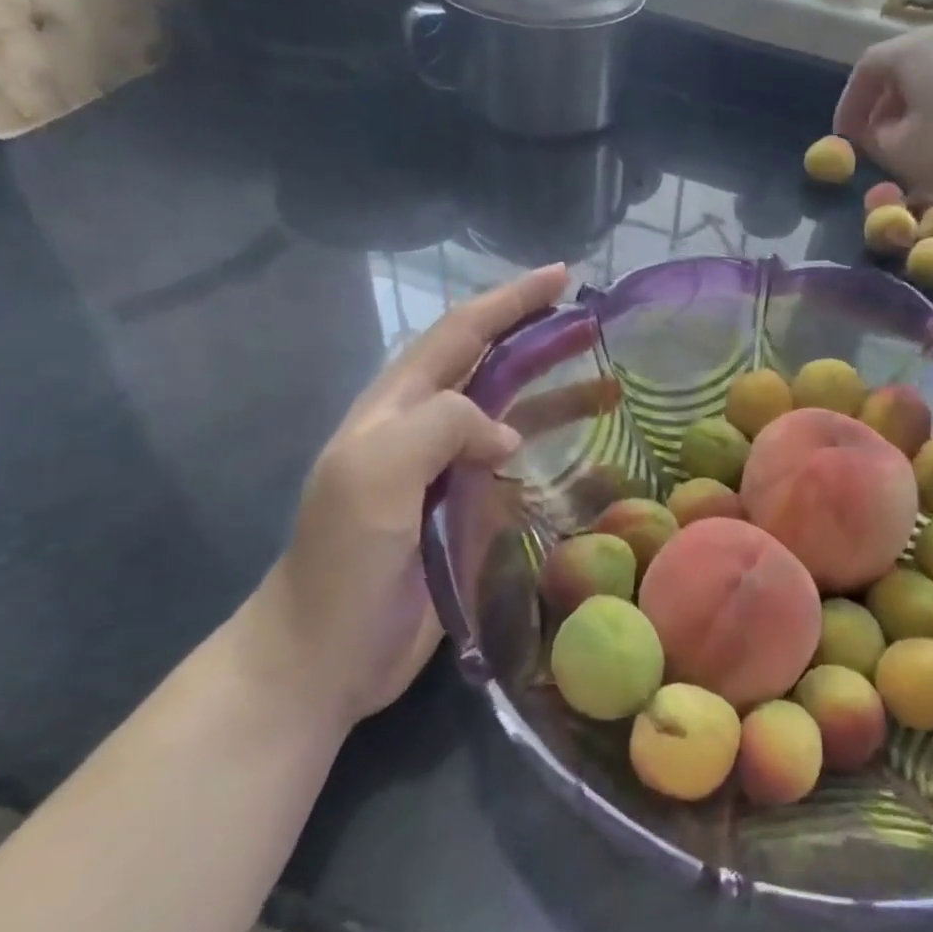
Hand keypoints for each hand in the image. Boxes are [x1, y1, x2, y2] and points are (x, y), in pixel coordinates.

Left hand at [262, 264, 568, 724]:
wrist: (323, 655)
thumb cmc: (343, 559)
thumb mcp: (377, 473)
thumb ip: (441, 425)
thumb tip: (509, 432)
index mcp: (397, 407)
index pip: (461, 334)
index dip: (509, 301)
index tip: (561, 276)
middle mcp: (423, 430)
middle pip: (490, 367)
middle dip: (538, 338)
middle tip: (594, 324)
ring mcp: (446, 474)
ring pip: (509, 417)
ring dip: (554, 397)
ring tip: (609, 391)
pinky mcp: (467, 515)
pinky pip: (515, 470)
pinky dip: (549, 454)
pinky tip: (584, 459)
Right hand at [832, 24, 932, 212]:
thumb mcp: (906, 156)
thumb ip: (878, 140)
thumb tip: (880, 130)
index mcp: (918, 49)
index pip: (867, 67)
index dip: (849, 104)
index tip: (845, 140)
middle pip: (905, 67)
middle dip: (884, 108)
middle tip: (879, 146)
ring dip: (918, 113)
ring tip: (917, 151)